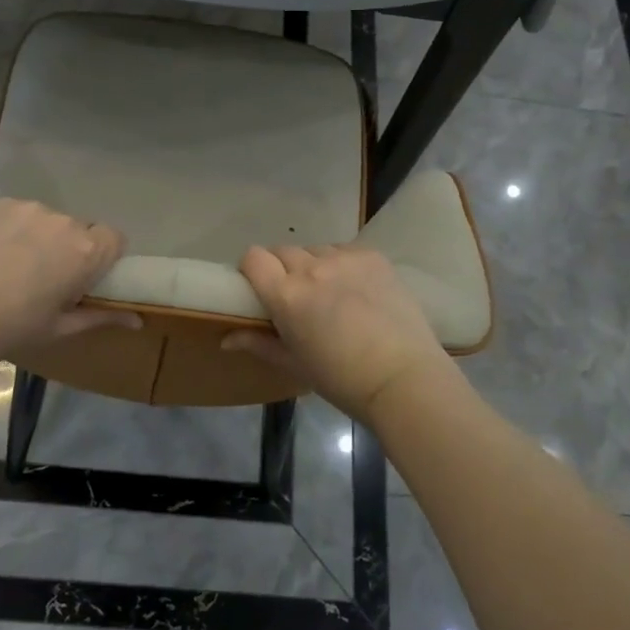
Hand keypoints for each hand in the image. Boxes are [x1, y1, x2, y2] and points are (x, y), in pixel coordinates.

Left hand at [0, 199, 139, 369]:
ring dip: (40, 238)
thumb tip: (138, 321)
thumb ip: (102, 317)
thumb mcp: (59, 328)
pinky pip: (19, 214)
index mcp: (85, 251)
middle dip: (69, 249)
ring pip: (47, 221)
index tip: (84, 279)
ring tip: (11, 267)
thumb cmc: (10, 328)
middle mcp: (63, 221)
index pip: (115, 238)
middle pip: (79, 230)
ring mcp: (28, 209)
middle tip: (44, 280)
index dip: (104, 258)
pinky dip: (14, 229)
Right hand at [224, 244, 451, 423]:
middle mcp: (311, 268)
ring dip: (314, 265)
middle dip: (283, 269)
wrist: (403, 377)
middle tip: (297, 296)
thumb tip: (226, 339)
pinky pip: (345, 250)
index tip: (259, 286)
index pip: (253, 257)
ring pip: (316, 250)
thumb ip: (259, 343)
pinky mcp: (372, 256)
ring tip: (331, 293)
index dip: (252, 268)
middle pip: (283, 251)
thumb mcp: (295, 364)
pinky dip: (343, 264)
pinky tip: (357, 289)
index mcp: (286, 296)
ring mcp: (345, 258)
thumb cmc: (342, 380)